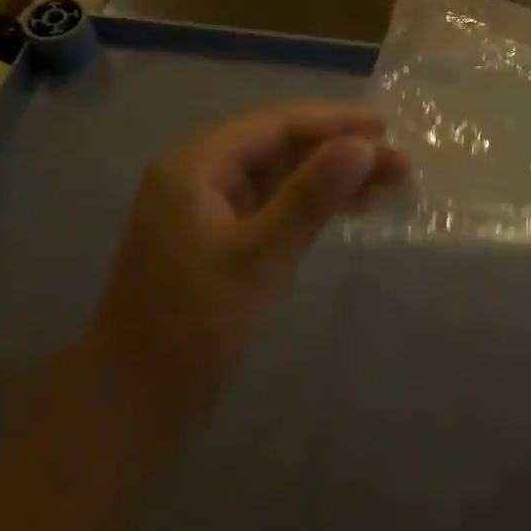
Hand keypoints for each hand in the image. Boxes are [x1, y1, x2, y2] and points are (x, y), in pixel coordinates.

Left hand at [86, 102, 407, 457]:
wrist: (130, 408)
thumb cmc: (191, 328)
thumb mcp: (259, 258)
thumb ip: (311, 196)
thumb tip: (362, 145)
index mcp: (198, 165)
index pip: (277, 124)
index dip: (336, 122)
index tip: (388, 129)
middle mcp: (201, 174)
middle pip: (283, 147)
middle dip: (341, 151)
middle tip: (400, 164)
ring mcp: (209, 207)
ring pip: (283, 175)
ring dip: (333, 177)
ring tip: (390, 183)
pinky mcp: (220, 238)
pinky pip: (275, 204)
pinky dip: (312, 204)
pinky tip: (351, 209)